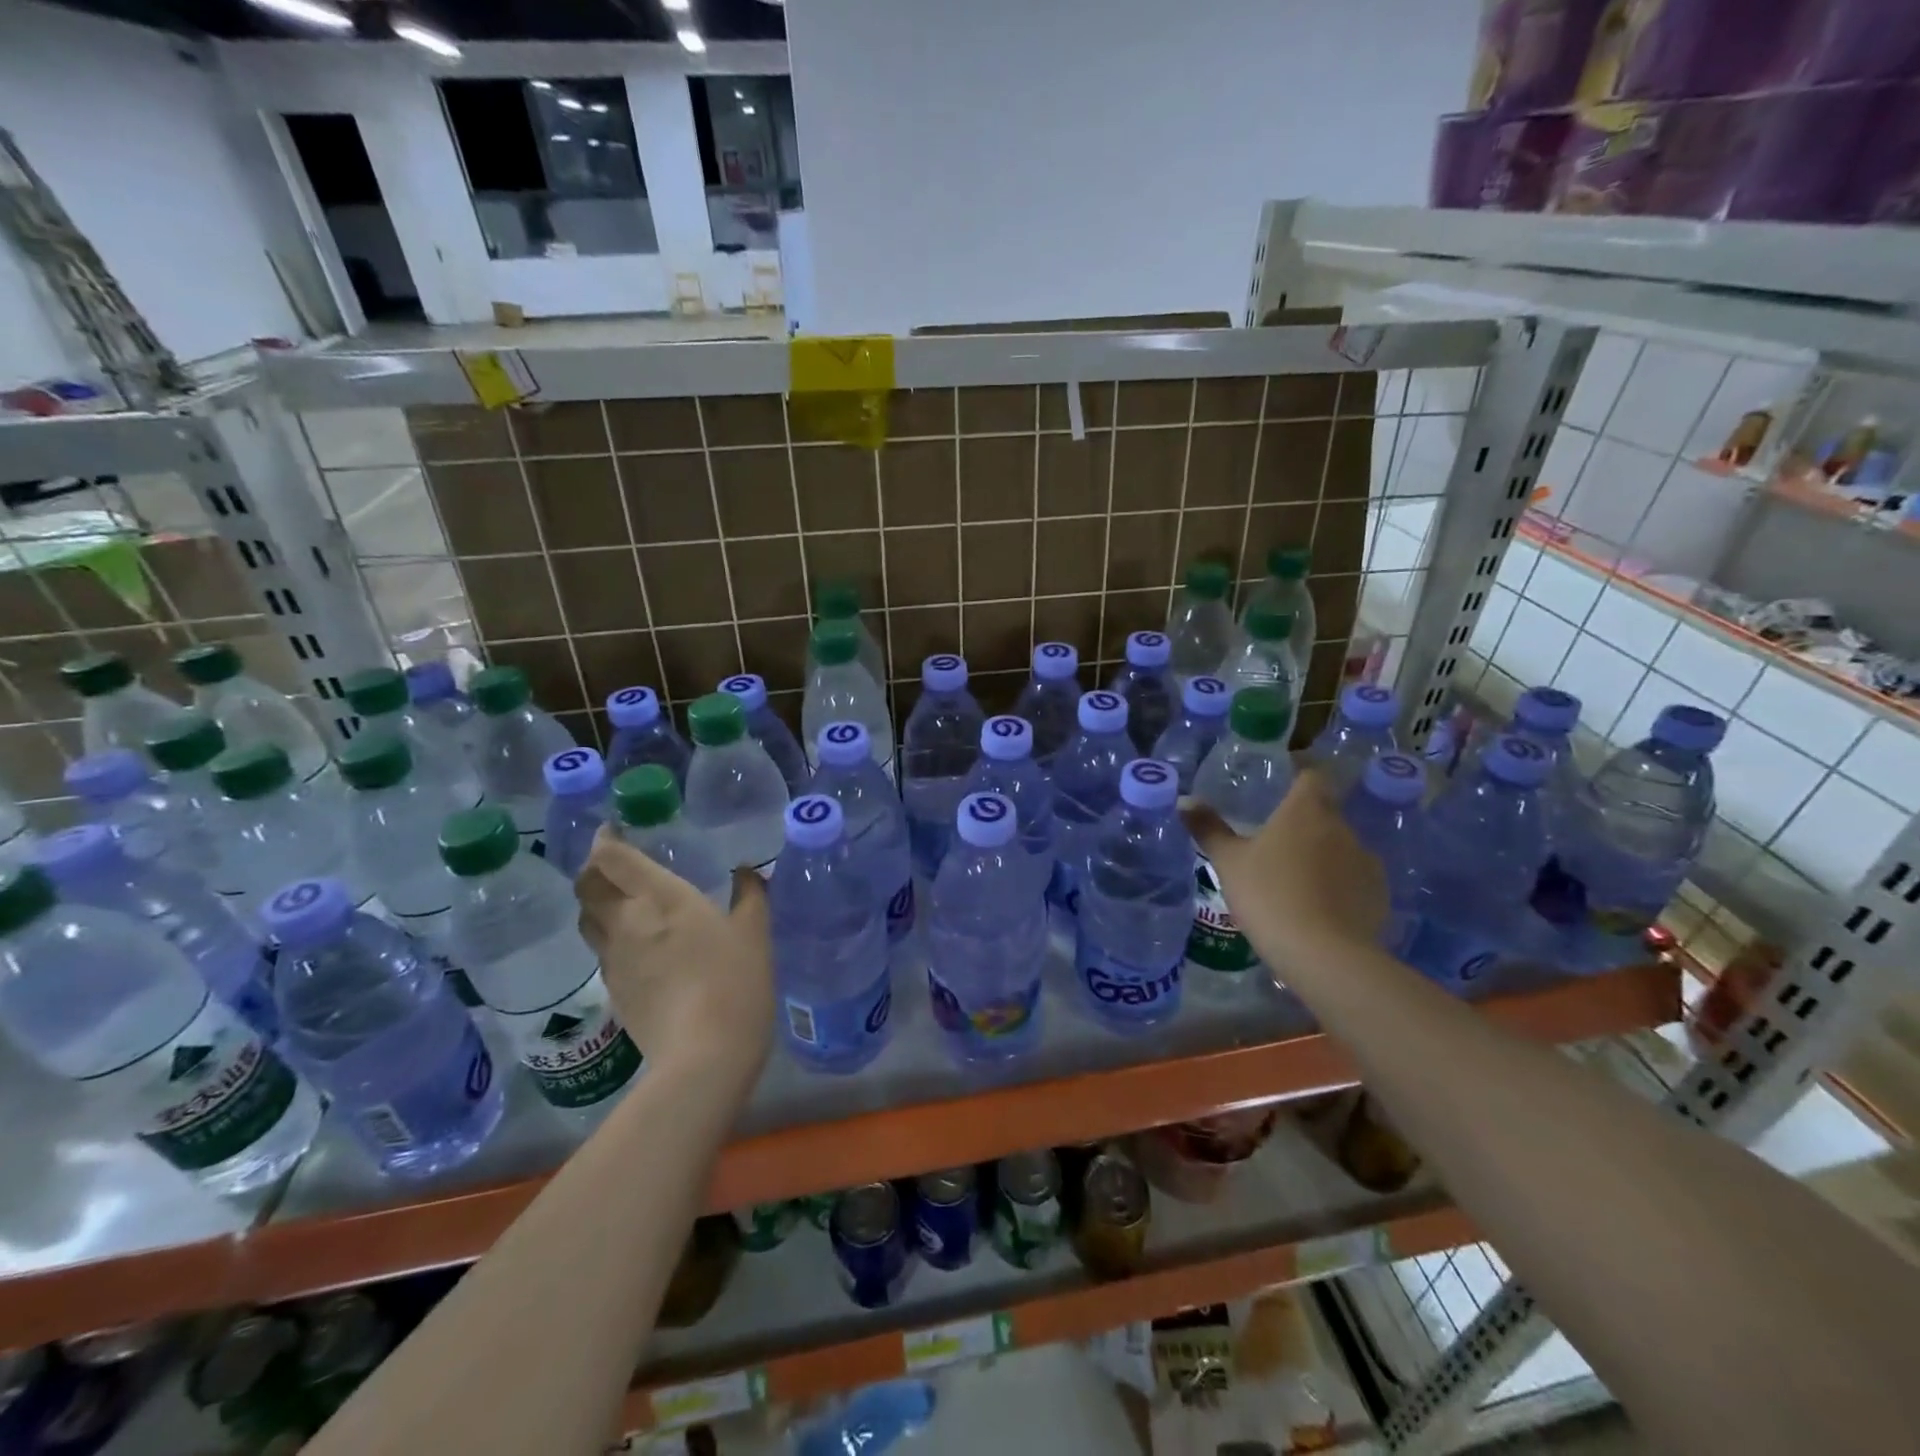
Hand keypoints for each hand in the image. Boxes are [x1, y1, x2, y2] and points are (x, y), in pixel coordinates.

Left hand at [574, 828, 773, 1081]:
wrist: (703, 1056)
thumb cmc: (735, 982)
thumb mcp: (755, 933)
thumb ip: (750, 894)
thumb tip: (746, 870)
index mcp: (661, 898)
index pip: (613, 858)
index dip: (605, 839)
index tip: (613, 830)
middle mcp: (627, 922)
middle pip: (587, 886)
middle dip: (593, 868)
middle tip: (614, 862)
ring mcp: (614, 959)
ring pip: (587, 918)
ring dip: (596, 902)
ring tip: (619, 899)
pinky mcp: (613, 990)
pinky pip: (601, 949)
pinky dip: (609, 935)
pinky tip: (635, 944)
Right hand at [1182, 769, 1386, 974]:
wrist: (1323, 954)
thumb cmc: (1268, 895)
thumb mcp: (1228, 862)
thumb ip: (1208, 828)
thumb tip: (1185, 800)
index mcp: (1306, 810)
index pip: (1312, 775)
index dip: (1299, 775)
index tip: (1281, 785)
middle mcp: (1341, 827)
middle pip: (1324, 812)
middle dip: (1303, 822)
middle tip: (1274, 842)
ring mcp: (1366, 861)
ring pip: (1340, 847)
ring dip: (1321, 855)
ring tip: (1294, 880)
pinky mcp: (1379, 895)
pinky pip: (1354, 879)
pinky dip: (1338, 885)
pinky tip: (1317, 907)